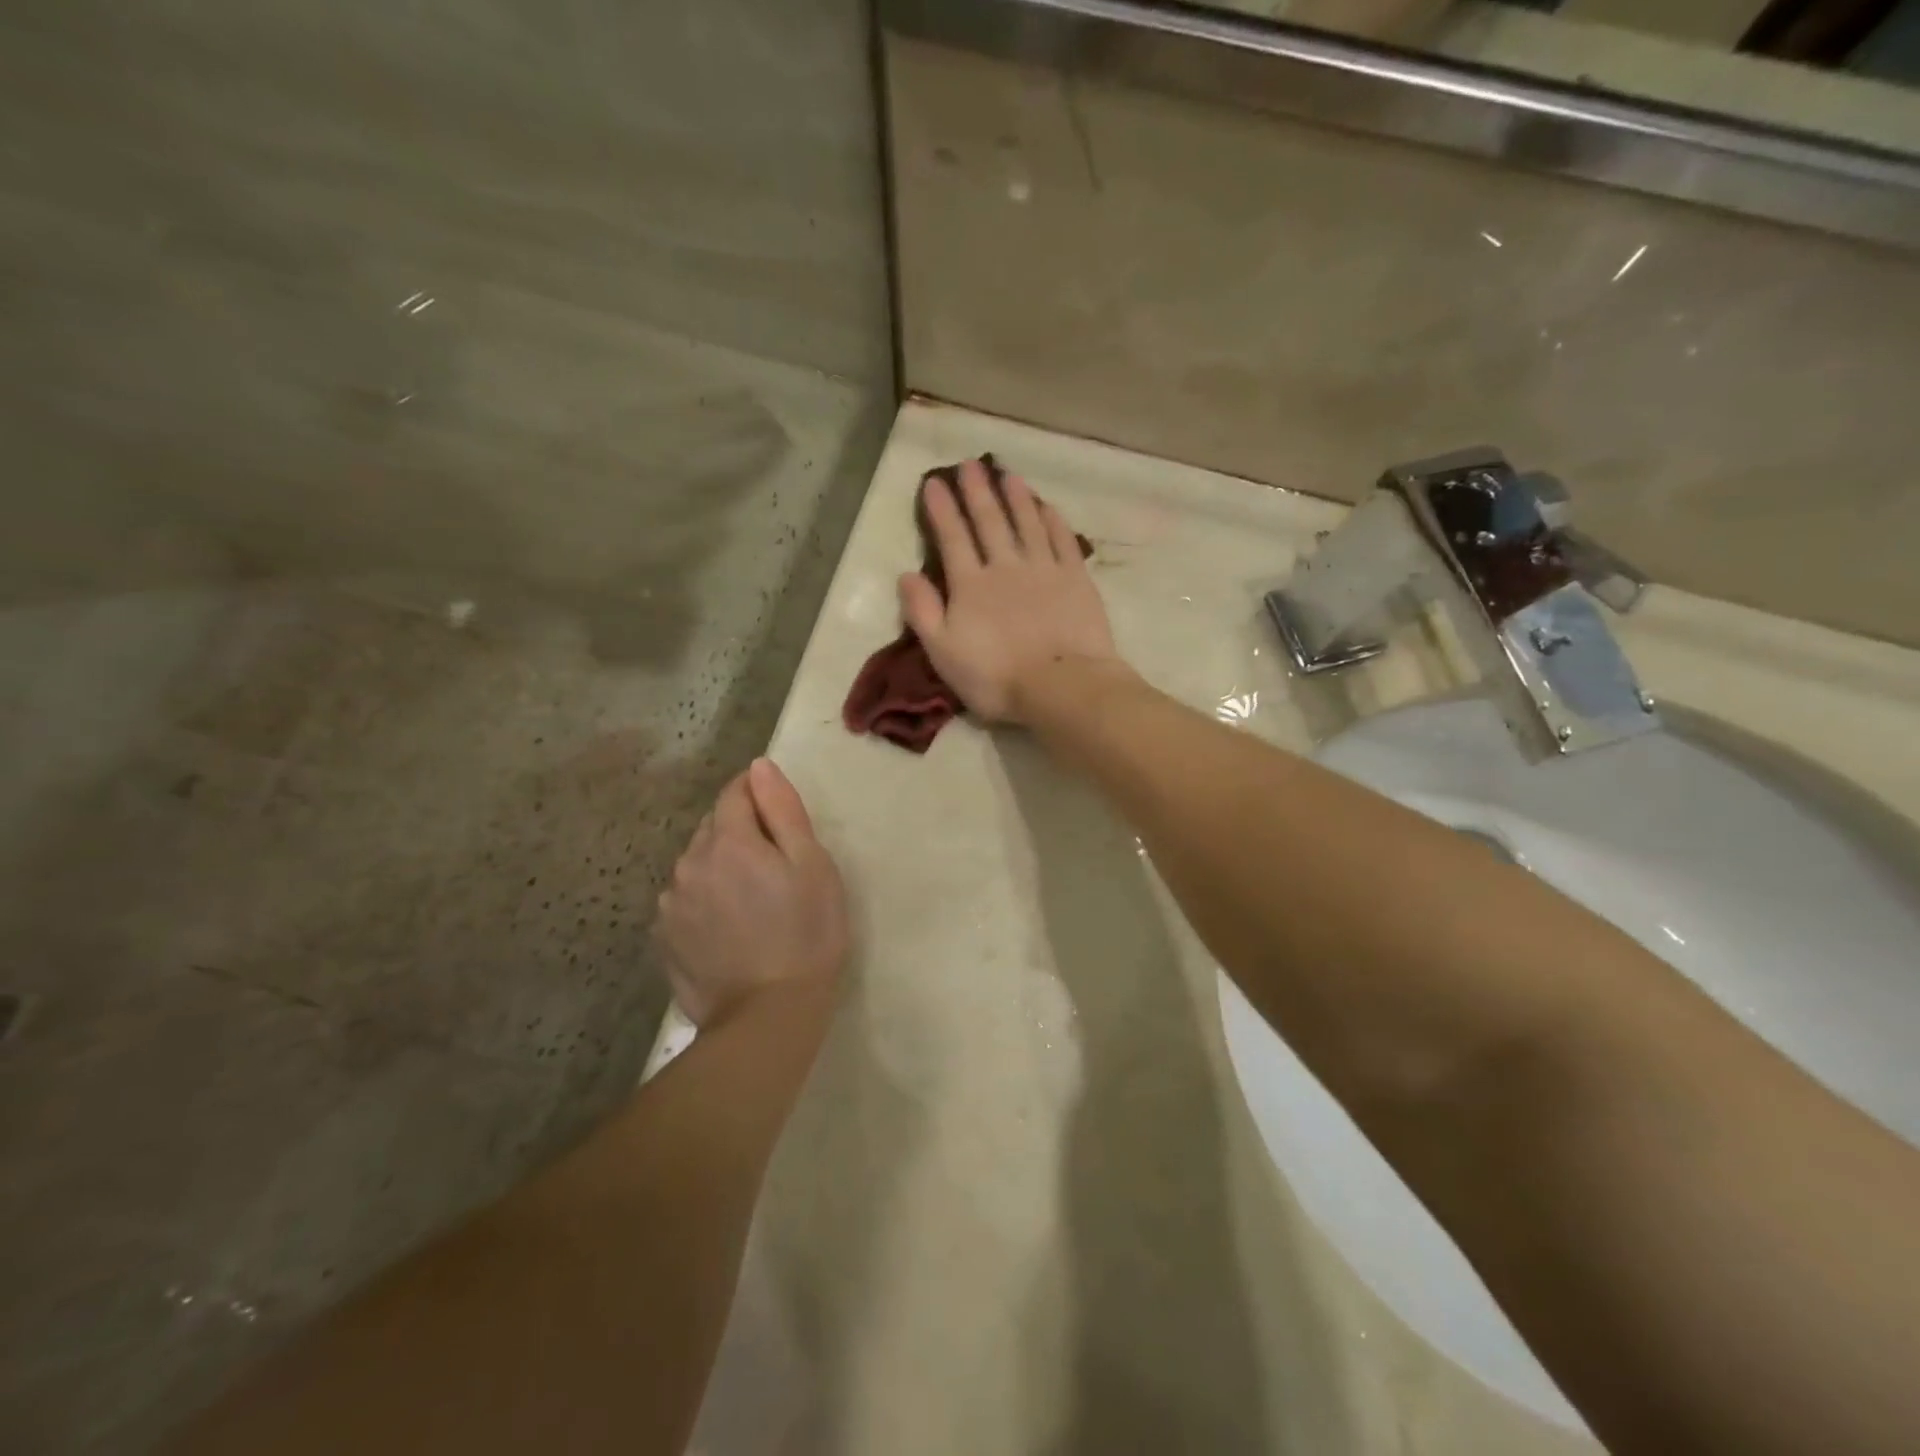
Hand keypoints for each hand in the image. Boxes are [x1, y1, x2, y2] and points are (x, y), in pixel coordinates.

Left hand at [657, 759, 848, 1026]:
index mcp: (728, 841)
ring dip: (720, 867)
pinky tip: (729, 928)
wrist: (768, 1016)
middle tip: (775, 866)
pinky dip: (705, 900)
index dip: (757, 794)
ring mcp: (671, 904)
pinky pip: (685, 900)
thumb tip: (760, 766)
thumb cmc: (806, 933)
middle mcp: (689, 863)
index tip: (779, 816)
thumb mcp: (812, 865)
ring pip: (696, 864)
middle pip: (713, 827)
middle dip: (740, 832)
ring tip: (752, 902)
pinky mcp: (664, 938)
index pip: (734, 792)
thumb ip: (783, 810)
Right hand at [899, 459, 1121, 724]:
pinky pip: (1062, 540)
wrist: (1061, 686)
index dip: (942, 509)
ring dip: (1016, 497)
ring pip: (1027, 522)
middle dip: (977, 491)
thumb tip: (906, 575)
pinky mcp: (1076, 579)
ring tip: (1007, 474)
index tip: (934, 482)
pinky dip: (1053, 520)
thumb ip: (922, 612)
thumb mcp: (943, 652)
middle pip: (989, 521)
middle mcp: (1005, 566)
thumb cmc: (996, 677)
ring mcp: (1044, 569)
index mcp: (970, 585)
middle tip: (970, 464)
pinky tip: (1047, 506)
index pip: (952, 538)